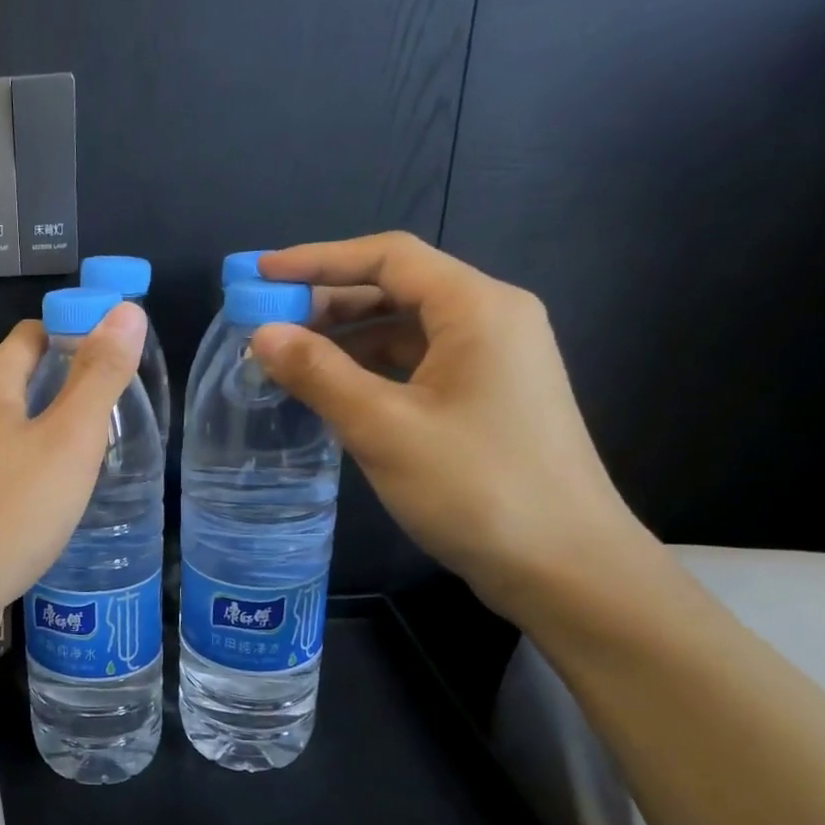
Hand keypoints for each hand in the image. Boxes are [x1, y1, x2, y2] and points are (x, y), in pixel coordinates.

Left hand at [0, 304, 147, 655]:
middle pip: (18, 380)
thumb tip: (125, 311)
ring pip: (8, 428)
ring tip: (93, 454)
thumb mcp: (70, 439)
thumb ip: (98, 375)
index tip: (118, 357)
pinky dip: (28, 469)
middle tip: (115, 410)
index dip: (75, 334)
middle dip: (65, 386)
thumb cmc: (11, 510)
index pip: (32, 334)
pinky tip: (54, 497)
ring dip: (47, 432)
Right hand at [251, 232, 644, 614]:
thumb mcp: (383, 427)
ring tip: (284, 356)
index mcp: (477, 308)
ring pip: (403, 329)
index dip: (317, 260)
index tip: (259, 274)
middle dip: (325, 301)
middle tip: (263, 322)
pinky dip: (366, 368)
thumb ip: (318, 373)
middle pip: (395, 289)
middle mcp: (490, 320)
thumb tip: (261, 333)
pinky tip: (327, 389)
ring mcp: (491, 362)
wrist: (564, 567)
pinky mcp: (483, 399)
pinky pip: (413, 364)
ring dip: (342, 338)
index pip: (388, 258)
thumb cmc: (475, 487)